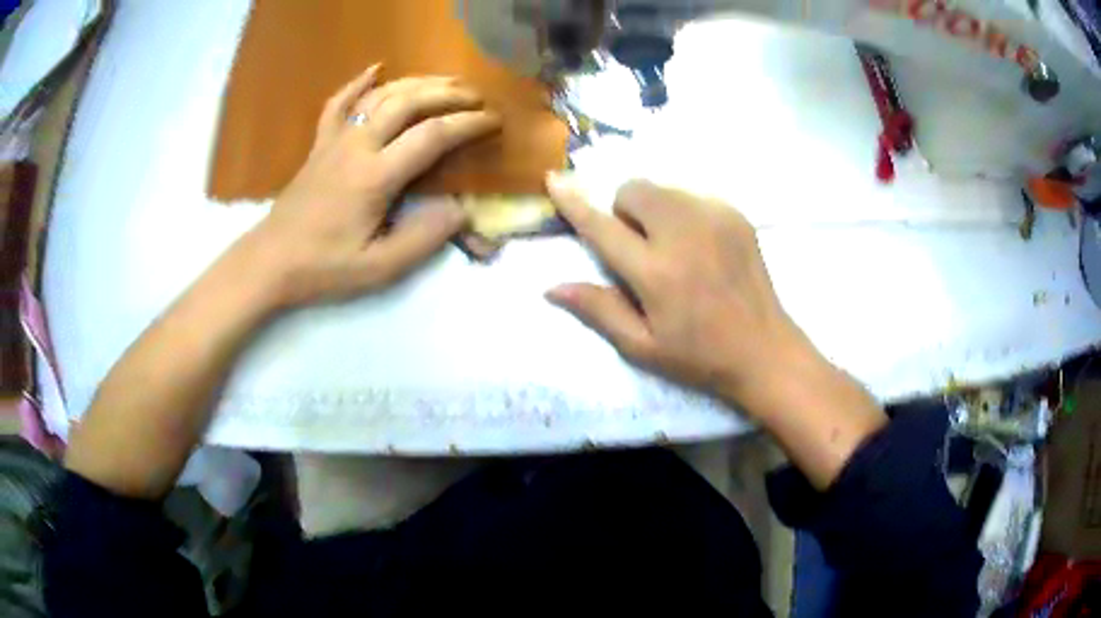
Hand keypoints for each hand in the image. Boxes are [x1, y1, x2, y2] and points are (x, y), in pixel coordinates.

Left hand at [240, 64, 501, 307]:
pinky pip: (338, 102)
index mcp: (374, 177)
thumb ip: (423, 238)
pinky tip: (377, 68)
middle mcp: (356, 146)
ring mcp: (335, 140)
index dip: (467, 124)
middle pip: (408, 102)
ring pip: (380, 95)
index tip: (493, 121)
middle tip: (477, 97)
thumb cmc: (323, 268)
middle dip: (448, 94)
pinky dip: (359, 81)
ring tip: (445, 81)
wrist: (270, 261)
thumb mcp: (378, 268)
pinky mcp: (319, 144)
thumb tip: (461, 208)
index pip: (431, 136)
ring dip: (417, 82)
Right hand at [545, 174, 816, 409]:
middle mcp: (683, 234)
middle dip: (624, 211)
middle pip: (633, 189)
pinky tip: (701, 247)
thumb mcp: (642, 346)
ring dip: (653, 210)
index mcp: (656, 273)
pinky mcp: (735, 215)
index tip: (554, 180)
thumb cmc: (698, 356)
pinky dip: (683, 214)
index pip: (603, 227)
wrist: (764, 349)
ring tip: (673, 248)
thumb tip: (552, 288)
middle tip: (640, 249)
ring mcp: (714, 218)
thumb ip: (599, 310)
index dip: (574, 203)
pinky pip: (691, 196)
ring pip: (662, 189)